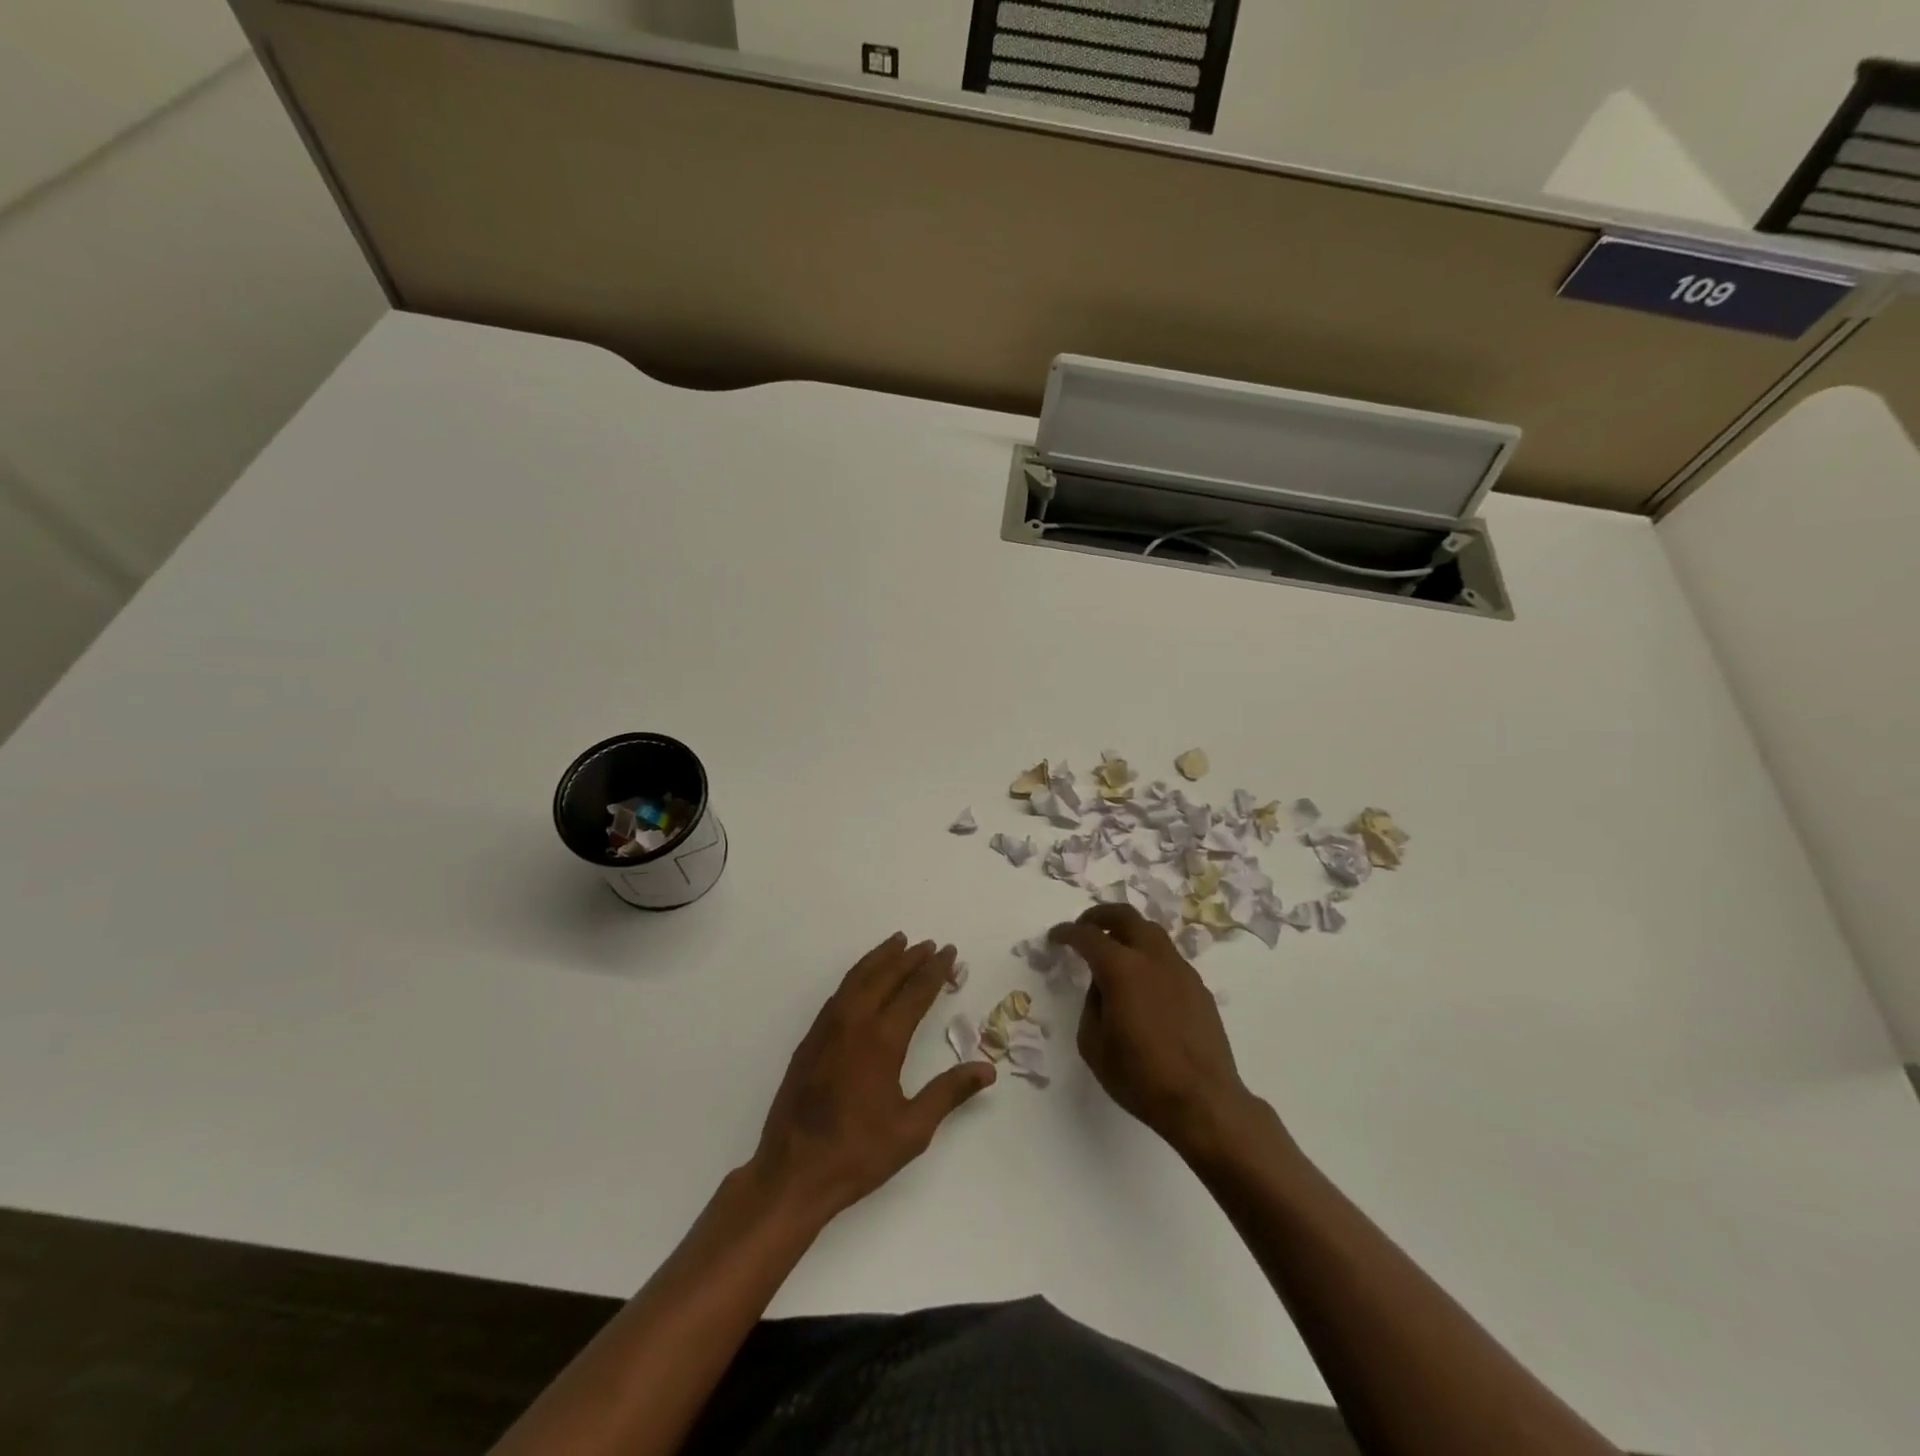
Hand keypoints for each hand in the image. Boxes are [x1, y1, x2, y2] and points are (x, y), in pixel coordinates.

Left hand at [749, 933, 994, 1222]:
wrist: (792, 1172)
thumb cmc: (858, 1153)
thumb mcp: (913, 1129)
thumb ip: (949, 1092)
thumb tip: (987, 1068)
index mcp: (883, 1040)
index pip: (915, 992)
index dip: (935, 970)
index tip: (949, 952)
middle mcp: (854, 1022)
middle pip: (886, 976)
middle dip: (910, 958)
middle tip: (930, 944)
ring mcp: (827, 1028)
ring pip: (858, 977)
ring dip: (881, 958)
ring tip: (898, 943)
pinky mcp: (811, 1038)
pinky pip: (839, 992)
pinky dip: (857, 974)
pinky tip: (864, 977)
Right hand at [1050, 905, 1256, 1153]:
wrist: (1203, 1101)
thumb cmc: (1140, 1076)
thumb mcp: (1093, 1044)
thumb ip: (1091, 1004)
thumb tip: (1102, 986)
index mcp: (1122, 968)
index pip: (1088, 936)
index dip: (1067, 933)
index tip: (1056, 936)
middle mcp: (1152, 958)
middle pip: (1125, 916)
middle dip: (1100, 915)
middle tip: (1084, 926)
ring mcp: (1180, 969)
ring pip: (1151, 932)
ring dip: (1128, 932)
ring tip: (1114, 949)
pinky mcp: (1198, 987)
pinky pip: (1167, 957)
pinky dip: (1148, 955)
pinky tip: (1143, 981)